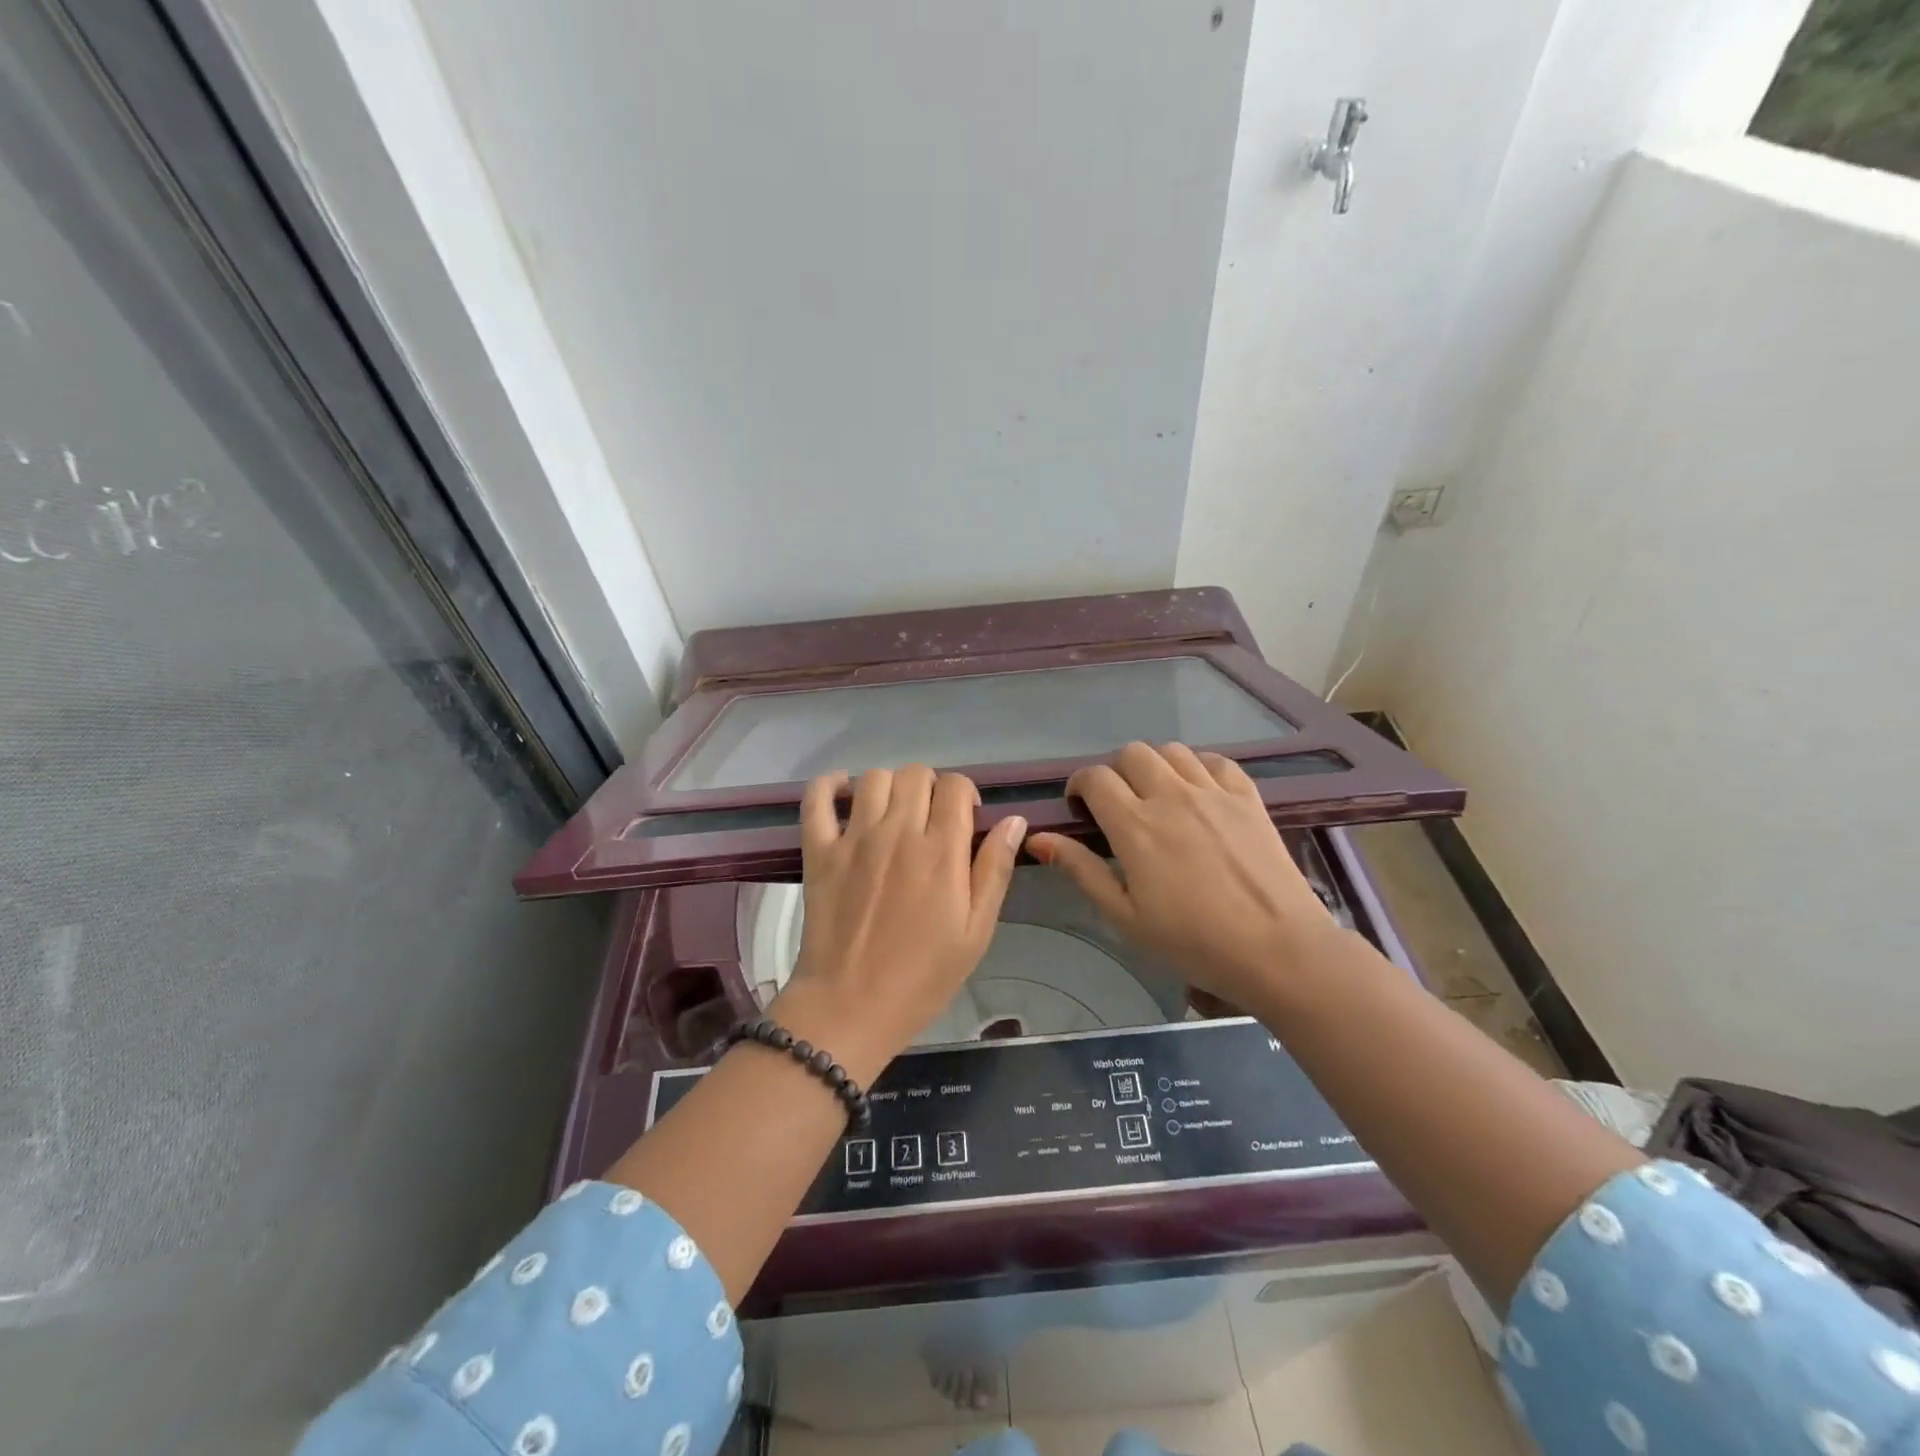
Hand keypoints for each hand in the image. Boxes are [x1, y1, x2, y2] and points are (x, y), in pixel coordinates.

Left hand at [770, 766, 1026, 1082]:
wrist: (850, 1007)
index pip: (955, 786)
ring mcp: (853, 838)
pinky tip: (843, 795)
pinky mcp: (819, 850)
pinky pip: (817, 798)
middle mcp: (897, 832)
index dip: (964, 794)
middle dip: (930, 787)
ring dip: (889, 786)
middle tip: (930, 819)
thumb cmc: (922, 976)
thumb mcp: (976, 932)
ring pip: (874, 777)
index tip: (964, 819)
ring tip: (892, 813)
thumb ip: (994, 870)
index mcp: (941, 851)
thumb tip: (1014, 820)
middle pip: (916, 773)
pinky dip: (829, 785)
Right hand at [1027, 742, 1340, 1008]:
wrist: (1278, 950)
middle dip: (1116, 772)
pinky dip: (1198, 767)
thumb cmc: (1193, 942)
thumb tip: (1037, 837)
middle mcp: (1171, 795)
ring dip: (1155, 766)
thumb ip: (1082, 870)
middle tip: (1120, 804)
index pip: (1095, 778)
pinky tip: (1198, 792)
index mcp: (1135, 825)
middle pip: (1132, 753)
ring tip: (1158, 795)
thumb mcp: (1125, 917)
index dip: (1080, 785)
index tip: (1081, 806)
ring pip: (1172, 751)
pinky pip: (1216, 760)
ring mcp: (1213, 792)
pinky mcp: (1248, 797)